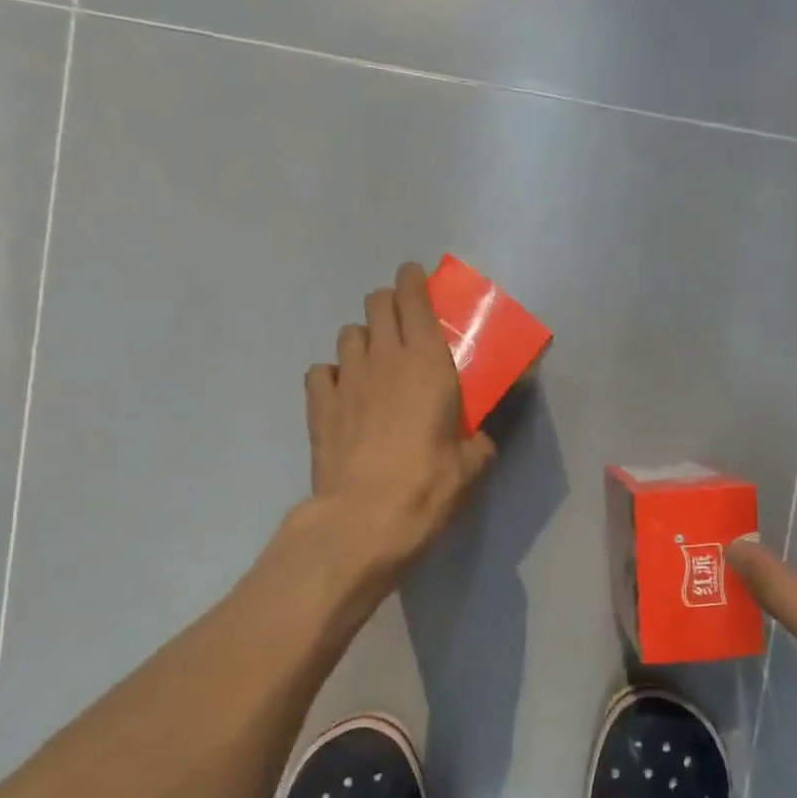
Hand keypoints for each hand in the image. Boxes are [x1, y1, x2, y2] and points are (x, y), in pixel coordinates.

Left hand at [304, 263, 496, 573]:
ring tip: (375, 363)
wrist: (364, 519)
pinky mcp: (319, 406)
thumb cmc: (428, 485)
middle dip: (389, 304)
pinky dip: (333, 375)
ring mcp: (346, 379)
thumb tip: (477, 440)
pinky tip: (344, 394)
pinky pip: (321, 371)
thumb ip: (478, 441)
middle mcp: (384, 358)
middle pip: (377, 304)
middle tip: (403, 325)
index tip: (416, 279)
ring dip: (364, 339)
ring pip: (349, 334)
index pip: (413, 298)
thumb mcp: (472, 465)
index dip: (413, 281)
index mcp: (427, 361)